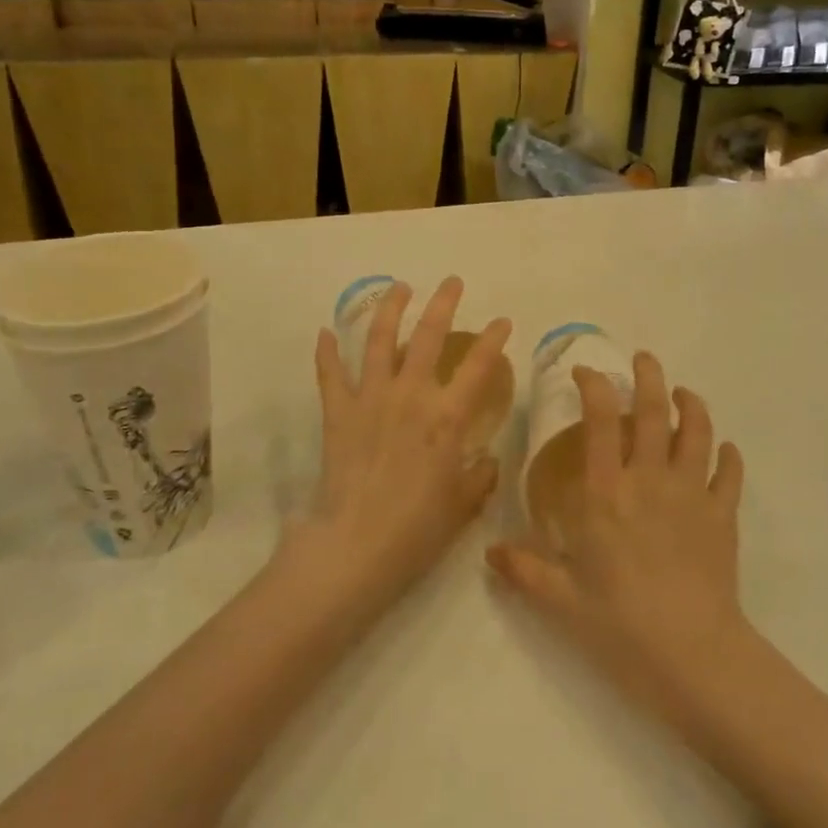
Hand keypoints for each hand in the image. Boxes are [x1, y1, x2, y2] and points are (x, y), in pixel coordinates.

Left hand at [286, 278, 510, 616]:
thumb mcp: (462, 504)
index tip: (502, 321)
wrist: (356, 545)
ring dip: (390, 309)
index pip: (479, 366)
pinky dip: (326, 352)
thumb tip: (489, 461)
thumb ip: (480, 476)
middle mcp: (411, 395)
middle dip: (443, 303)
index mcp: (447, 417)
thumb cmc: (417, 528)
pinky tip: (325, 333)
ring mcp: (371, 399)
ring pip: (380, 340)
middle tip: (451, 282)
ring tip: (399, 286)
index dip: (493, 339)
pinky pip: (330, 375)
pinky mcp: (338, 412)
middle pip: (429, 336)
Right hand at [488, 352, 747, 712]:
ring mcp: (693, 494)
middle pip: (655, 411)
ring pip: (697, 431)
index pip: (601, 421)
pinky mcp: (723, 515)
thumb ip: (525, 570)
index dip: (594, 386)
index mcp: (607, 493)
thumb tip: (489, 553)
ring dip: (691, 405)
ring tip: (683, 393)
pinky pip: (729, 473)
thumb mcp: (562, 600)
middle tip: (644, 359)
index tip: (586, 371)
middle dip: (649, 376)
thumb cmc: (621, 625)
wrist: (693, 656)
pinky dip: (727, 455)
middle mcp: (650, 480)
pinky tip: (724, 450)